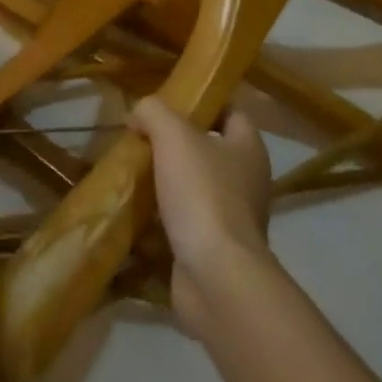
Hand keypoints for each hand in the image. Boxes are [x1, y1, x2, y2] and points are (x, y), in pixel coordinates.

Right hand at [129, 98, 272, 340]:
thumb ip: (154, 112)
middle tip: (141, 138)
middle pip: (209, 150)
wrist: (216, 278)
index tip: (168, 103)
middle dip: (176, 145)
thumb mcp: (173, 136)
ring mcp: (233, 218)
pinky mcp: (215, 251)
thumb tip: (139, 112)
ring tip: (133, 174)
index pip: (229, 111)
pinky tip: (137, 214)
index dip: (202, 103)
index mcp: (249, 147)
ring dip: (167, 184)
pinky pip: (186, 224)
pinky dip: (164, 220)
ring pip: (196, 188)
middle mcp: (248, 180)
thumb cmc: (202, 194)